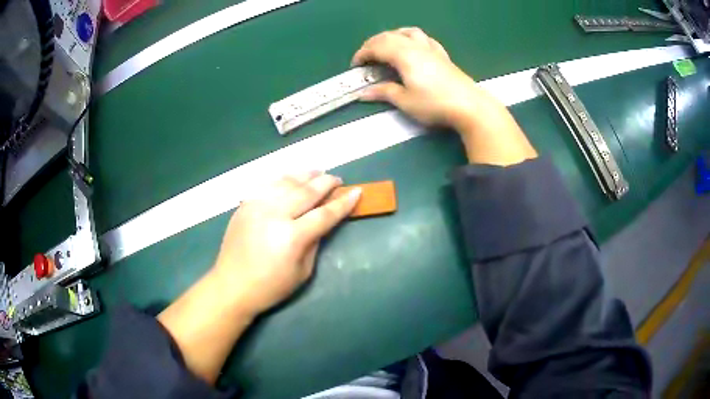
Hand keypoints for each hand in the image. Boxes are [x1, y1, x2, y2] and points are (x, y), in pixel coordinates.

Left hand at [212, 171, 360, 315]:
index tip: (357, 192)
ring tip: (318, 173)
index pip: (324, 214)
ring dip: (305, 175)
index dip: (343, 203)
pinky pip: (268, 184)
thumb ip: (315, 241)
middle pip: (306, 191)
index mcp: (292, 237)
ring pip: (287, 181)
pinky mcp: (245, 204)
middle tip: (337, 179)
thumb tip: (324, 220)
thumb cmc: (271, 286)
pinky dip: (284, 178)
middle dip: (326, 182)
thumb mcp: (303, 271)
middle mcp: (274, 214)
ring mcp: (257, 206)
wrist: (232, 285)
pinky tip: (292, 178)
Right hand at [352, 28, 536, 165]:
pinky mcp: (442, 54)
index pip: (377, 47)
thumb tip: (364, 93)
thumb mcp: (406, 101)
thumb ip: (384, 92)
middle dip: (373, 44)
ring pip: (407, 32)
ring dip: (392, 36)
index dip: (362, 54)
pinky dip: (411, 38)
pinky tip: (412, 47)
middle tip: (366, 58)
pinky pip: (423, 38)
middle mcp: (416, 46)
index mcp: (404, 55)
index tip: (356, 66)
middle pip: (389, 36)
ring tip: (386, 48)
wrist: (469, 106)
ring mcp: (431, 48)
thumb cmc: (435, 104)